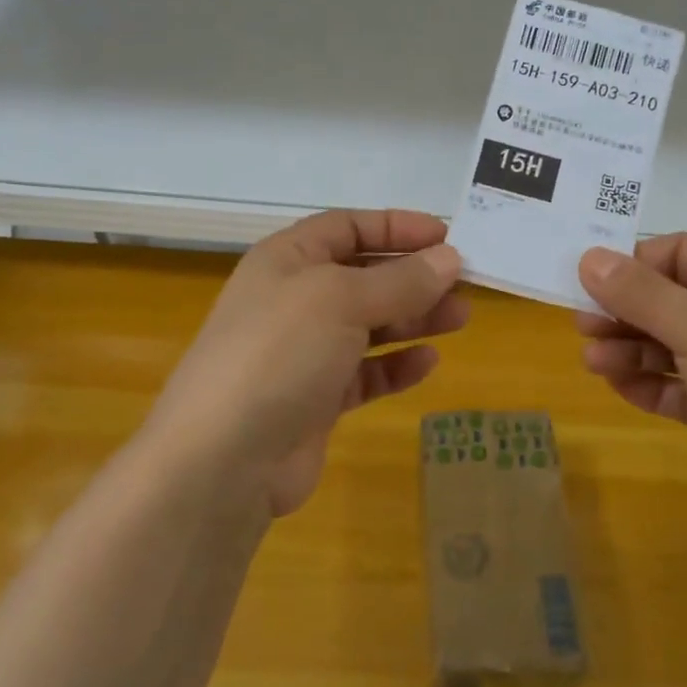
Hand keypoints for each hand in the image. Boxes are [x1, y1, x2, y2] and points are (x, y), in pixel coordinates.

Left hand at [150, 210, 466, 516]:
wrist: (223, 459)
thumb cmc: (280, 352)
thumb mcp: (343, 300)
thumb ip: (401, 280)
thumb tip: (450, 258)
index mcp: (288, 260)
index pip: (348, 227)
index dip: (397, 227)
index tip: (446, 236)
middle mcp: (295, 300)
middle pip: (364, 275)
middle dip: (413, 277)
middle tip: (463, 283)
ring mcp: (304, 351)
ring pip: (369, 324)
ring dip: (413, 318)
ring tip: (460, 318)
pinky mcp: (315, 398)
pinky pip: (365, 372)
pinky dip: (395, 366)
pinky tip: (427, 363)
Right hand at [577, 235, 686, 540]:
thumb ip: (640, 292)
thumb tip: (590, 257)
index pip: (683, 252)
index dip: (635, 263)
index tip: (589, 281)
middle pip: (674, 299)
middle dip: (627, 311)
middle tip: (583, 326)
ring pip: (675, 344)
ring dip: (632, 349)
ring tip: (593, 362)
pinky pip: (683, 387)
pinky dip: (651, 384)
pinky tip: (618, 386)